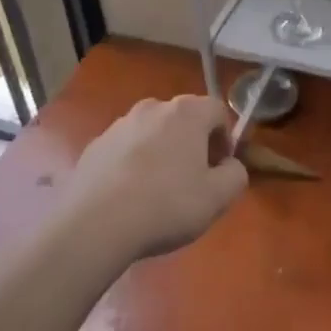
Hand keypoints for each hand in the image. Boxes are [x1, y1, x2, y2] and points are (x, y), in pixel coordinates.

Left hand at [64, 95, 248, 260]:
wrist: (96, 223)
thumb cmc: (167, 205)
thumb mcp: (218, 197)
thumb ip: (235, 175)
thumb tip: (229, 165)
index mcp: (186, 113)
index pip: (217, 110)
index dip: (225, 137)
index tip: (221, 167)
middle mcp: (152, 108)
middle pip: (183, 118)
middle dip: (193, 143)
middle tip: (194, 180)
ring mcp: (119, 124)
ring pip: (152, 132)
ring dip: (162, 152)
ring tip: (159, 191)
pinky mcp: (95, 145)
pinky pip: (125, 149)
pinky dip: (133, 164)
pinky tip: (130, 196)